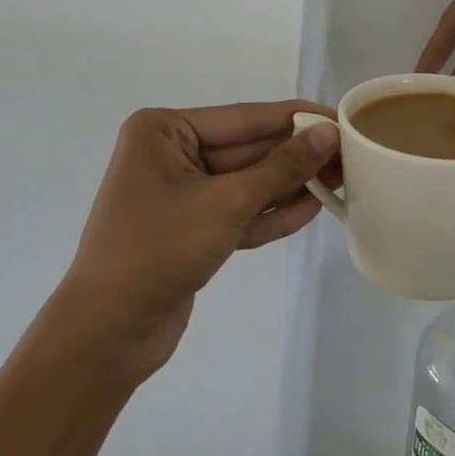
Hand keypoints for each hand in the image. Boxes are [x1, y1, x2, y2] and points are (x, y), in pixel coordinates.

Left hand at [60, 101, 339, 382]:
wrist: (105, 337)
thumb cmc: (158, 250)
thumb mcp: (226, 203)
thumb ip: (281, 168)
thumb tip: (328, 133)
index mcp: (165, 131)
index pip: (244, 118)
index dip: (295, 119)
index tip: (339, 118)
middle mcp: (171, 154)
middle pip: (248, 149)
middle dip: (296, 155)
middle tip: (349, 155)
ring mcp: (180, 193)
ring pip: (246, 181)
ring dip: (289, 184)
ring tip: (340, 180)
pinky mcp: (191, 229)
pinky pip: (238, 211)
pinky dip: (270, 212)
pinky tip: (312, 209)